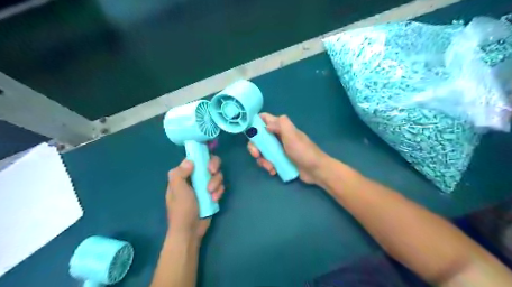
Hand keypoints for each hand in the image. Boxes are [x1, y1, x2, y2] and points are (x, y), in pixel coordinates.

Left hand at [168, 156, 223, 238]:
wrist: (190, 231)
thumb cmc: (181, 210)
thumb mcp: (177, 190)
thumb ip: (179, 173)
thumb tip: (189, 161)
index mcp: (183, 176)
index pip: (194, 160)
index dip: (202, 157)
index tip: (205, 162)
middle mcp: (195, 178)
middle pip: (209, 164)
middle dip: (213, 167)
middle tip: (212, 172)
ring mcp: (205, 186)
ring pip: (217, 175)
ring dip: (216, 182)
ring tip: (211, 194)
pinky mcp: (212, 194)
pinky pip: (220, 186)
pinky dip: (219, 191)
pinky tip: (215, 199)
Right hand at [247, 113, 327, 184]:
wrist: (316, 170)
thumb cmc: (303, 151)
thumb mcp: (292, 135)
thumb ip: (281, 125)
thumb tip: (266, 125)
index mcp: (281, 128)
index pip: (265, 119)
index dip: (255, 122)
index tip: (249, 132)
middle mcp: (278, 137)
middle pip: (259, 137)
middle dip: (255, 147)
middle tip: (256, 155)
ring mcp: (279, 149)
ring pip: (262, 151)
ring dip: (262, 160)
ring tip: (269, 167)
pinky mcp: (280, 160)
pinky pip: (268, 161)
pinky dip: (268, 166)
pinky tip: (273, 171)